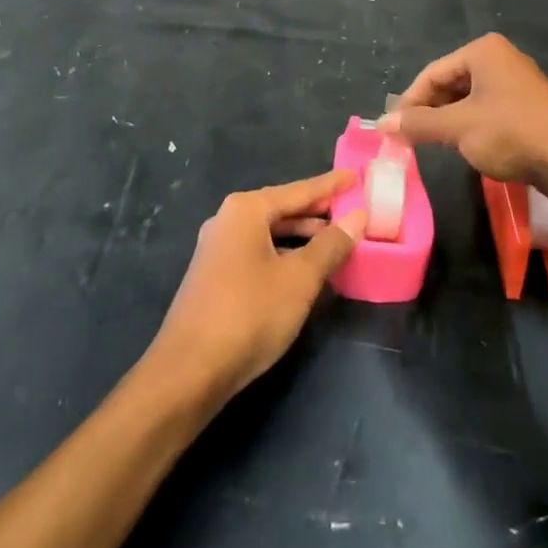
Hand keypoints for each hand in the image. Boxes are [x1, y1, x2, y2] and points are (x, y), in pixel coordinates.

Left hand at [147, 171, 365, 403]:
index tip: (355, 175)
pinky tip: (305, 271)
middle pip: (282, 209)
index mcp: (246, 210)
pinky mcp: (215, 277)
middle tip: (352, 212)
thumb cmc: (250, 313)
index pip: (299, 190)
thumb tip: (358, 217)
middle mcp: (228, 220)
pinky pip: (259, 253)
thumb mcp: (300, 279)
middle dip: (317, 212)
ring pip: (270, 234)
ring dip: (302, 237)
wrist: (189, 371)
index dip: (330, 185)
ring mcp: (218, 249)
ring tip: (337, 242)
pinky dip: (285, 255)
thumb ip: (330, 245)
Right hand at [378, 33, 547, 199]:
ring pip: (469, 98)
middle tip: (411, 139)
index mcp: (483, 51)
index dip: (409, 102)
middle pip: (450, 83)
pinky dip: (472, 125)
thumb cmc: (512, 134)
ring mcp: (518, 81)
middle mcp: (501, 58)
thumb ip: (418, 124)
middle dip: (429, 111)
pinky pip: (489, 109)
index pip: (432, 73)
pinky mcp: (530, 105)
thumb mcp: (458, 129)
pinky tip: (467, 146)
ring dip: (449, 121)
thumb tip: (381, 125)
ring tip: (434, 145)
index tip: (394, 130)